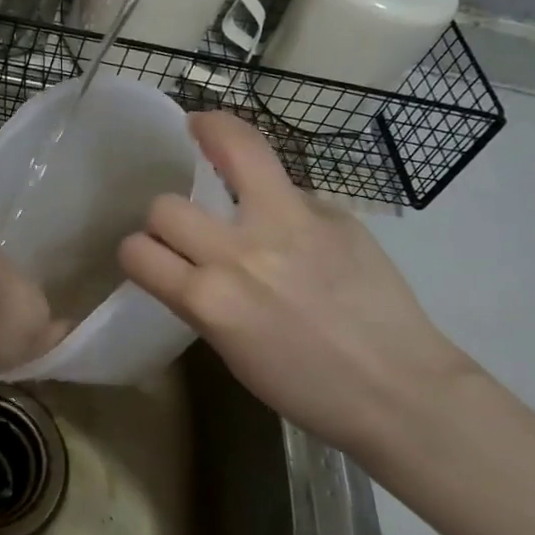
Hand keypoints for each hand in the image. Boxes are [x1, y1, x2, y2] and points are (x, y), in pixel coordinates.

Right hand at [118, 112, 479, 458]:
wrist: (398, 391)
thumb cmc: (306, 388)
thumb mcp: (229, 347)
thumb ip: (202, 295)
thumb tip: (197, 254)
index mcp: (209, 301)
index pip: (136, 251)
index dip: (136, 253)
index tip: (150, 256)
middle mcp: (239, 253)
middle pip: (164, 205)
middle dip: (165, 217)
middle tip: (185, 226)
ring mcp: (291, 223)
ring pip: (231, 145)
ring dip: (214, 150)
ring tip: (213, 143)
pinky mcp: (333, 211)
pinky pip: (286, 183)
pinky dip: (275, 194)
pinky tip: (290, 219)